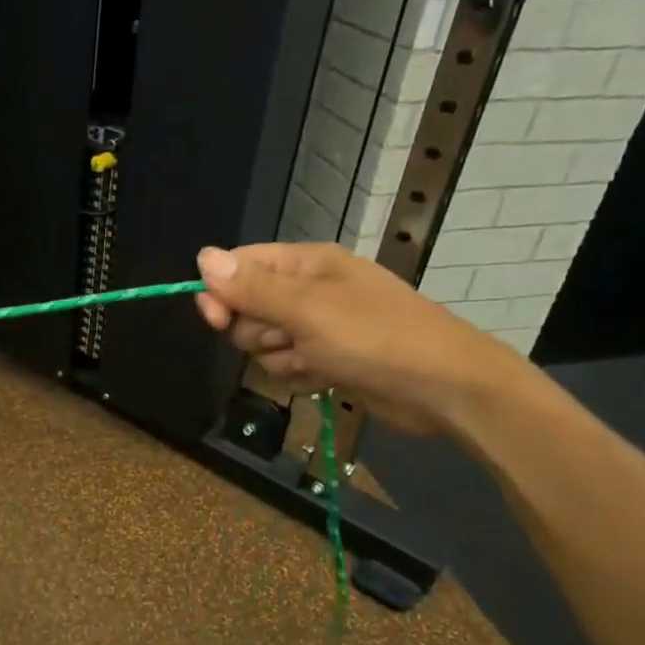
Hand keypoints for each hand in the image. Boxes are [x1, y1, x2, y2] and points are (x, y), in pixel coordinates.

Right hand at [194, 243, 526, 436]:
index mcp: (305, 264)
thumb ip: (252, 287)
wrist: (443, 388)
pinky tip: (325, 378)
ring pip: (264, 345)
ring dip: (281, 360)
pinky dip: (300, 377)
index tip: (217, 319)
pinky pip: (287, 367)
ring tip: (316, 361)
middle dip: (259, 333)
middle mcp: (308, 291)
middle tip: (290, 339)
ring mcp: (318, 328)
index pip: (240, 267)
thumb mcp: (307, 310)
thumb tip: (201, 257)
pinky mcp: (327, 359)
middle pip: (247, 310)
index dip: (221, 292)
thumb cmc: (375, 338)